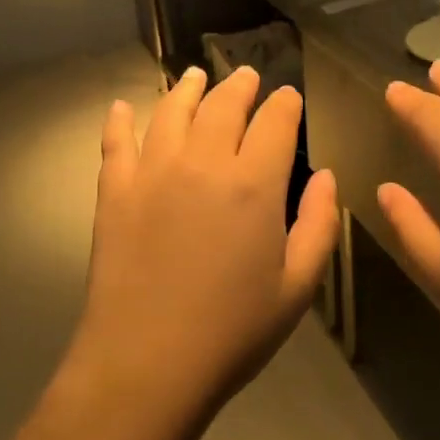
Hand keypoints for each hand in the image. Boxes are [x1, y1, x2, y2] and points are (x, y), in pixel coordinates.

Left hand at [67, 65, 339, 420]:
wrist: (148, 363)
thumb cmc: (233, 331)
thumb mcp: (298, 286)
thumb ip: (319, 224)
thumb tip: (325, 176)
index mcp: (254, 184)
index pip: (275, 123)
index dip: (285, 104)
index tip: (289, 97)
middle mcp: (203, 163)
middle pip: (223, 105)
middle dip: (240, 85)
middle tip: (246, 76)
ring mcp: (152, 173)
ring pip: (171, 112)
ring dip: (187, 89)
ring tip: (194, 76)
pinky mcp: (114, 192)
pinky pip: (116, 142)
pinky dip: (120, 120)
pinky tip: (123, 106)